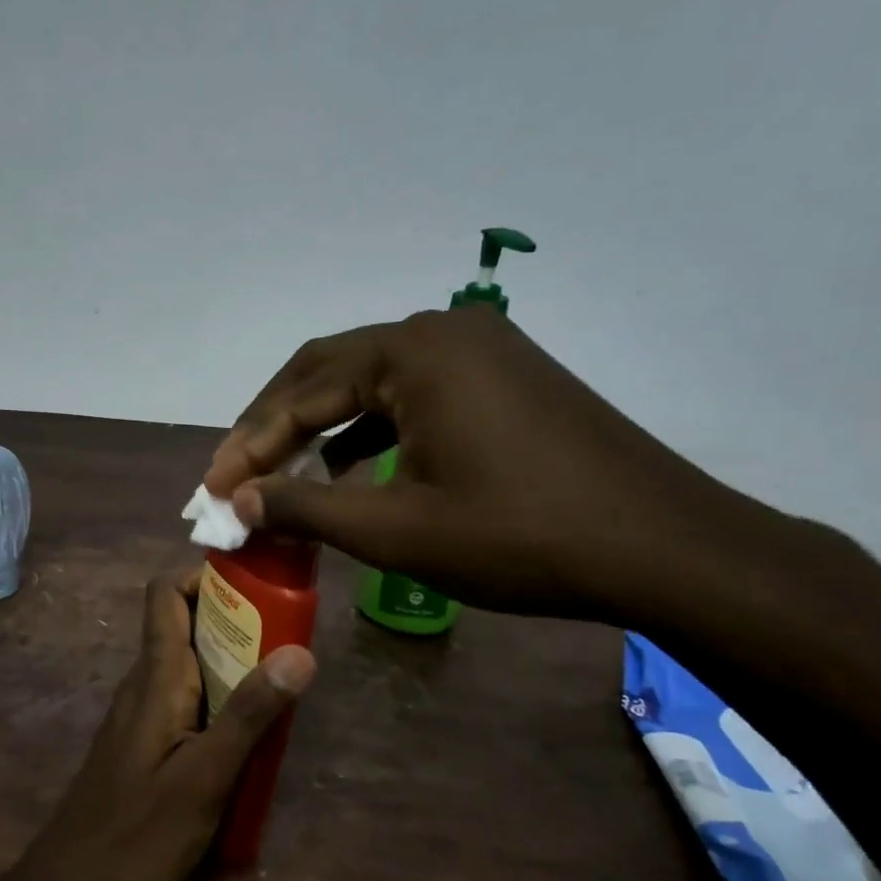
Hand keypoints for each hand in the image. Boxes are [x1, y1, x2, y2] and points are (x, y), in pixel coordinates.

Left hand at [15, 568, 315, 880]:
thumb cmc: (139, 832)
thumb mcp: (206, 776)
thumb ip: (250, 714)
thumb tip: (301, 652)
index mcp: (156, 676)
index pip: (165, 594)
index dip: (202, 576)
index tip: (253, 583)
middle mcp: (143, 683)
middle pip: (182, 625)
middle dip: (233, 621)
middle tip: (286, 637)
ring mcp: (139, 715)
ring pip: (185, 665)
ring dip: (228, 662)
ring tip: (278, 681)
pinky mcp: (142, 744)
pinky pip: (182, 699)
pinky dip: (215, 698)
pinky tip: (245, 734)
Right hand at [202, 306, 763, 621]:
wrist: (666, 549)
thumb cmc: (521, 537)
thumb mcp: (397, 529)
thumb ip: (304, 506)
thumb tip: (237, 500)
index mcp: (413, 352)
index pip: (302, 391)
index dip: (249, 443)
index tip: (213, 488)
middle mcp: (442, 331)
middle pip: (329, 370)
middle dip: (276, 424)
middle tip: (235, 473)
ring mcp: (480, 350)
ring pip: (371, 381)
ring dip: (321, 425)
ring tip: (282, 473)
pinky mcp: (504, 377)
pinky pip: (413, 393)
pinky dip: (370, 428)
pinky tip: (353, 468)